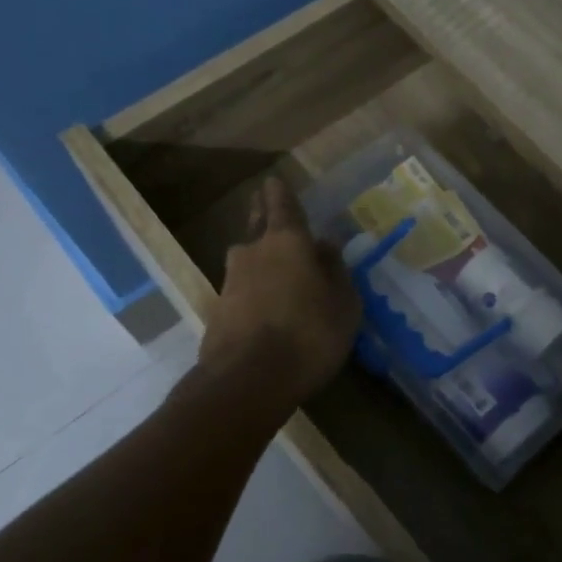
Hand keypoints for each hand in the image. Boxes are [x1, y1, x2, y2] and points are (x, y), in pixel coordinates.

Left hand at [200, 176, 360, 399]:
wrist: (247, 381)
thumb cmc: (308, 334)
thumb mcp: (343, 303)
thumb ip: (336, 270)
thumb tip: (326, 246)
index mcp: (287, 242)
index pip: (282, 205)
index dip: (280, 193)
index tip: (274, 180)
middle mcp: (253, 252)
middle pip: (257, 226)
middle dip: (262, 215)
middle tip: (265, 206)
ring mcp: (230, 281)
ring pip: (248, 259)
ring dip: (259, 258)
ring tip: (275, 267)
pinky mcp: (218, 311)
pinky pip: (241, 290)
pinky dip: (253, 291)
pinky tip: (265, 305)